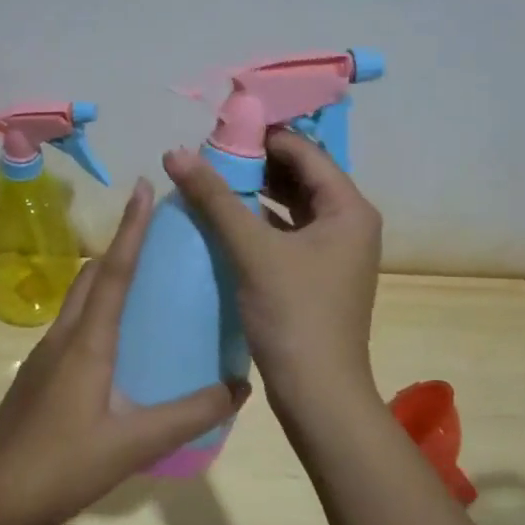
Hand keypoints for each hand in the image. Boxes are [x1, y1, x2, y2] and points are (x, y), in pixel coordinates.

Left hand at [0, 179, 243, 524]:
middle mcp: (62, 337)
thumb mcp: (135, 444)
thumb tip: (240, 386)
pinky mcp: (37, 376)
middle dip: (120, 246)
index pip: (114, 271)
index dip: (131, 228)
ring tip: (142, 278)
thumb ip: (189, 415)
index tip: (143, 187)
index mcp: (86, 343)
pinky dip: (95, 310)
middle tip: (154, 233)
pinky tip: (114, 338)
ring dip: (105, 277)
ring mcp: (44, 356)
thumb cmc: (65, 467)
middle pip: (92, 276)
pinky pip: (71, 324)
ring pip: (78, 299)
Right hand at [163, 131, 382, 410]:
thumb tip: (175, 152)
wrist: (318, 394)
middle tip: (208, 154)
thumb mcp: (251, 250)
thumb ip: (214, 197)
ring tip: (211, 180)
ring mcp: (335, 251)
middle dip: (255, 163)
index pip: (304, 152)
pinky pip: (288, 232)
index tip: (217, 129)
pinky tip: (225, 220)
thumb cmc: (293, 314)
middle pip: (300, 176)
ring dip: (255, 192)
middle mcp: (349, 223)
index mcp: (349, 208)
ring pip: (292, 205)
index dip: (261, 136)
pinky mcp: (317, 274)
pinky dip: (260, 222)